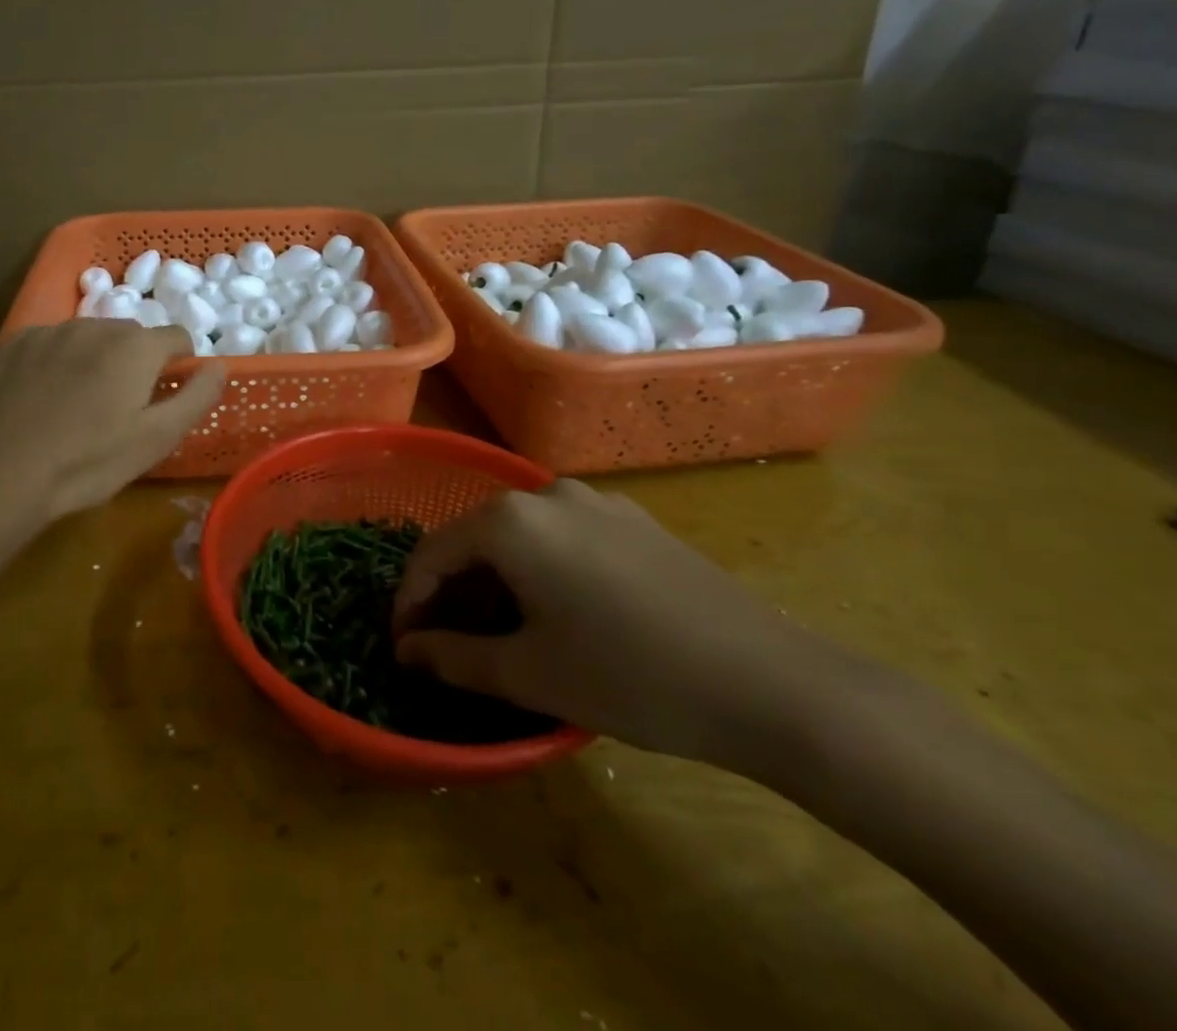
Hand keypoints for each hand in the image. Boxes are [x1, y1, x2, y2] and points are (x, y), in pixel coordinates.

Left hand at [0, 320, 226, 524]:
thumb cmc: (87, 461)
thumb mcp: (157, 439)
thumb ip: (196, 397)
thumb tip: (219, 367)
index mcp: (137, 347)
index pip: (178, 337)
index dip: (180, 365)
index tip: (165, 396)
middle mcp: (96, 326)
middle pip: (132, 336)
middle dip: (135, 362)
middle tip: (121, 408)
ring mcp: (51, 331)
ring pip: (90, 337)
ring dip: (96, 359)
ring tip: (79, 405)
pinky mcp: (14, 343)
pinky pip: (51, 344)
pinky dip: (57, 362)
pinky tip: (43, 398)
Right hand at [393, 481, 837, 765]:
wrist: (773, 684)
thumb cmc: (630, 676)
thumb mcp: (528, 674)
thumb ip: (452, 658)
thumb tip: (407, 652)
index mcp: (510, 520)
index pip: (432, 553)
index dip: (410, 601)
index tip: (404, 646)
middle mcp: (547, 493)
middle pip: (475, 539)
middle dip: (453, 592)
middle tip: (446, 646)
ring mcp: (596, 502)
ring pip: (519, 538)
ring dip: (495, 582)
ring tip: (497, 635)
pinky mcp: (632, 521)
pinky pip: (562, 539)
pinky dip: (539, 572)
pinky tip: (556, 615)